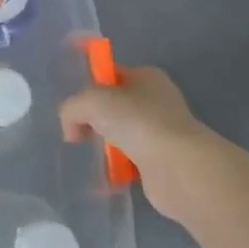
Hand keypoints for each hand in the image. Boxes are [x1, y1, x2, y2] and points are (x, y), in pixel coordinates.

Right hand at [59, 64, 211, 220]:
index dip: (89, 85)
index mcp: (146, 77)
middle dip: (93, 119)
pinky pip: (128, 161)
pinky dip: (115, 168)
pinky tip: (105, 174)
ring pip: (120, 134)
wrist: (177, 167)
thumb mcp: (90, 101)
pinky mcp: (161, 161)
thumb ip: (71, 108)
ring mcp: (161, 132)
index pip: (110, 73)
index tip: (73, 105)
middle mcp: (156, 101)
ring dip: (104, 145)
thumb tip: (72, 130)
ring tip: (93, 155)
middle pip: (113, 105)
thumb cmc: (136, 121)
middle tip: (78, 132)